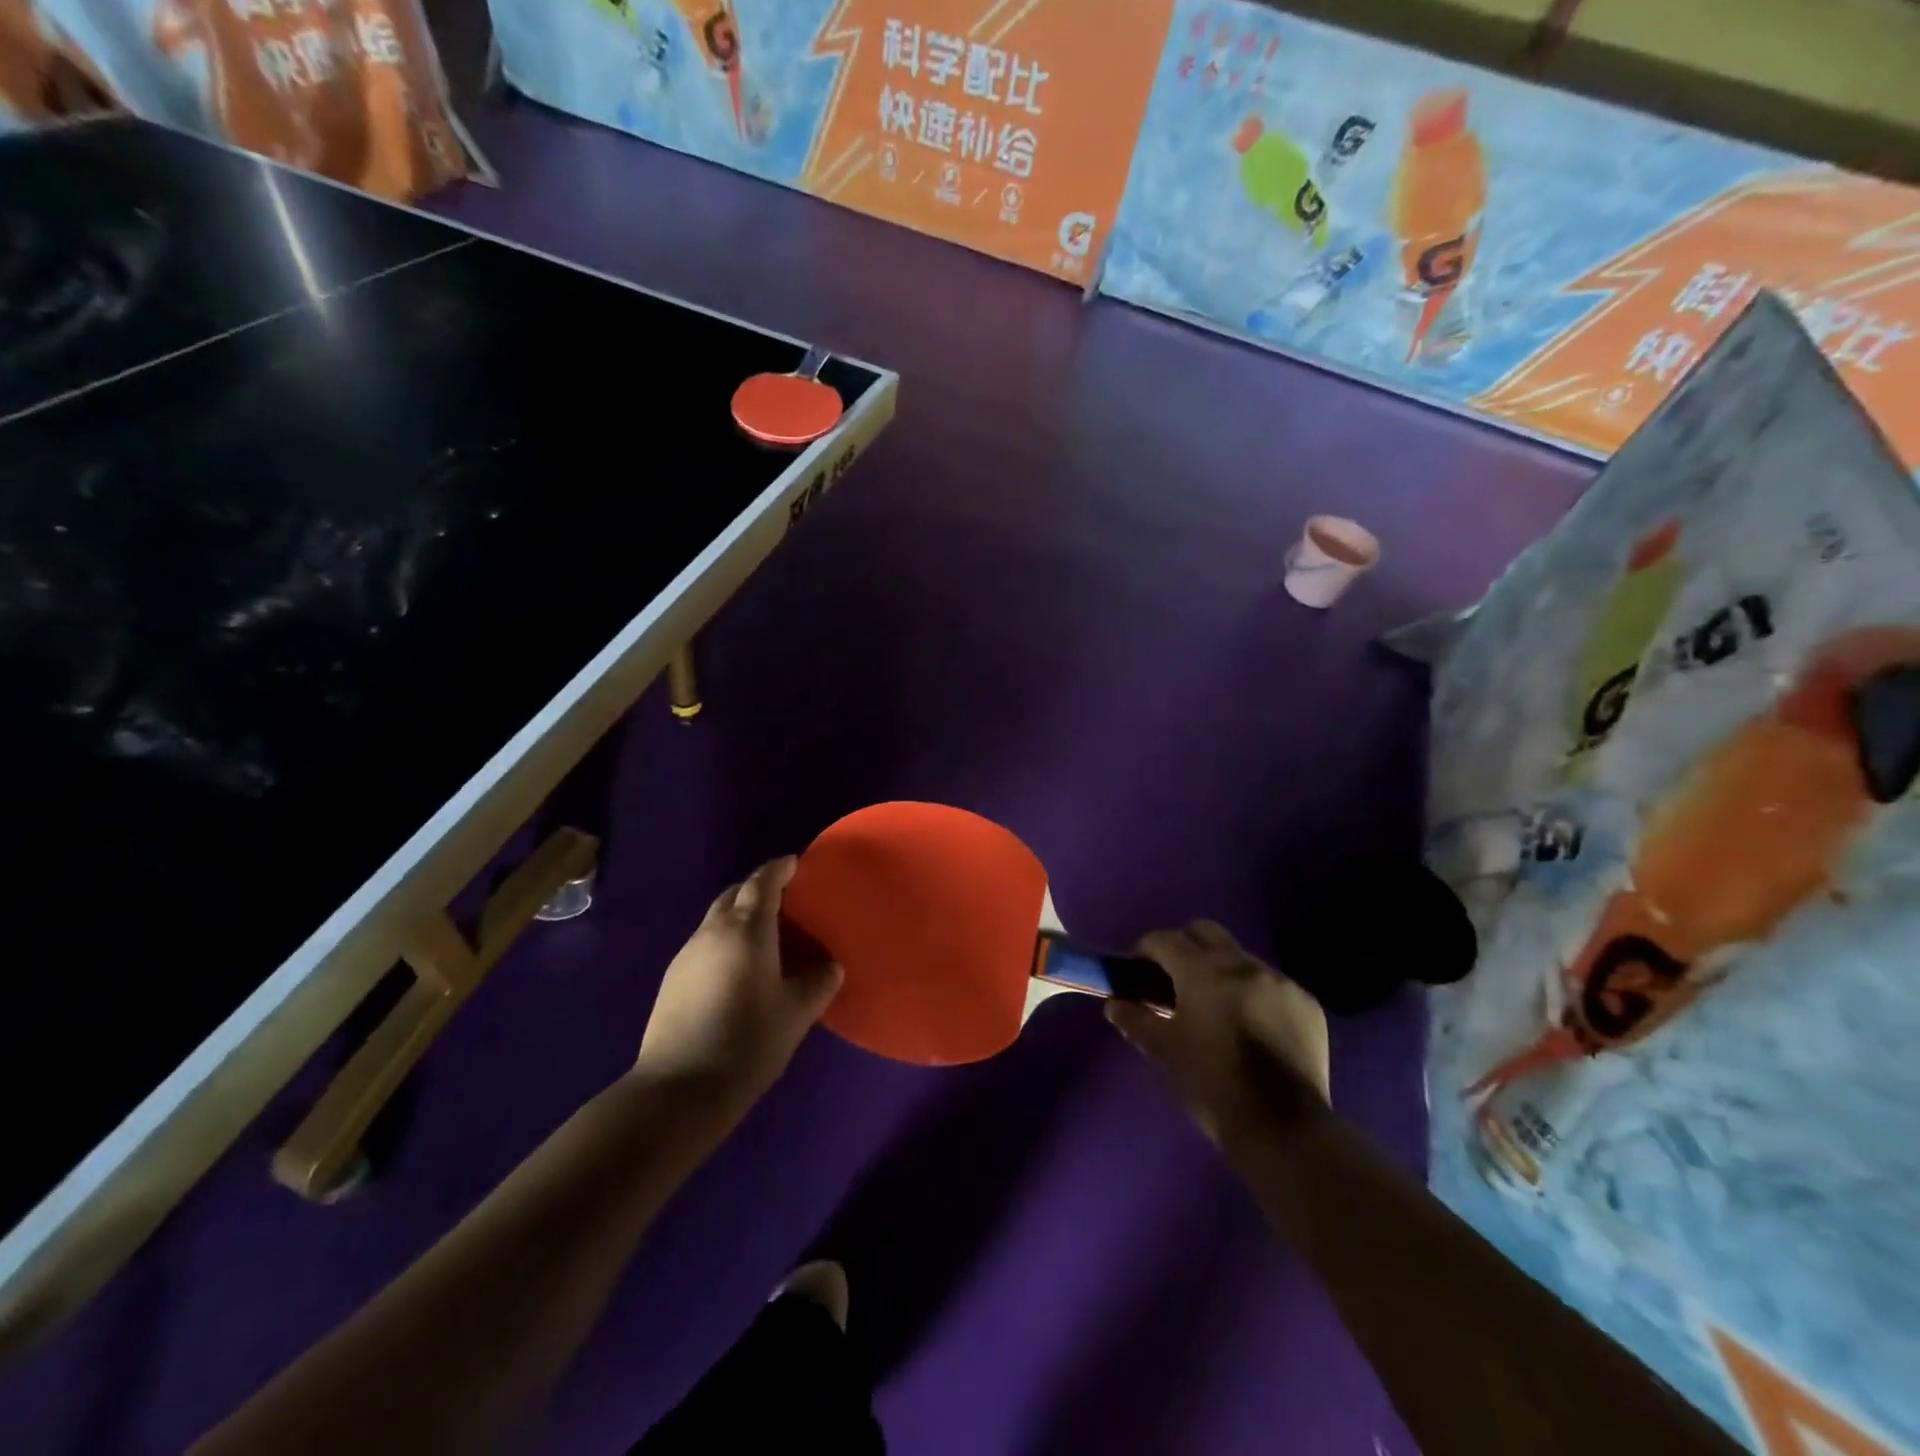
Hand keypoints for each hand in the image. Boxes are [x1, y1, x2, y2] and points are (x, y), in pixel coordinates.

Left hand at [633, 857, 843, 1115]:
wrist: (679, 1090)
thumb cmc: (748, 1042)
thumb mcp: (796, 1013)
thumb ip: (818, 982)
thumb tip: (830, 966)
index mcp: (747, 929)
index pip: (762, 883)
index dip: (779, 869)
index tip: (795, 864)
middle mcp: (712, 932)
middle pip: (734, 895)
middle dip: (757, 889)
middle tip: (784, 900)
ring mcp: (686, 955)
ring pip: (716, 919)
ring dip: (739, 916)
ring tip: (765, 936)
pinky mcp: (671, 980)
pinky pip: (704, 943)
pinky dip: (724, 941)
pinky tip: (737, 969)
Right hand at [1108, 921, 1330, 1146]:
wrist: (1283, 1129)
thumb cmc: (1212, 1085)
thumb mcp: (1164, 1052)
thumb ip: (1135, 1020)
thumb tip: (1116, 1004)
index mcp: (1203, 971)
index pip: (1164, 939)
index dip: (1145, 950)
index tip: (1137, 971)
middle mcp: (1243, 964)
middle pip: (1205, 932)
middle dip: (1184, 946)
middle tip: (1173, 978)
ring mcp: (1279, 981)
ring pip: (1240, 957)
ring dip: (1221, 970)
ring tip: (1214, 1006)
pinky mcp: (1306, 1003)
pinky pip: (1271, 984)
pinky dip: (1254, 993)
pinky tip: (1251, 1026)